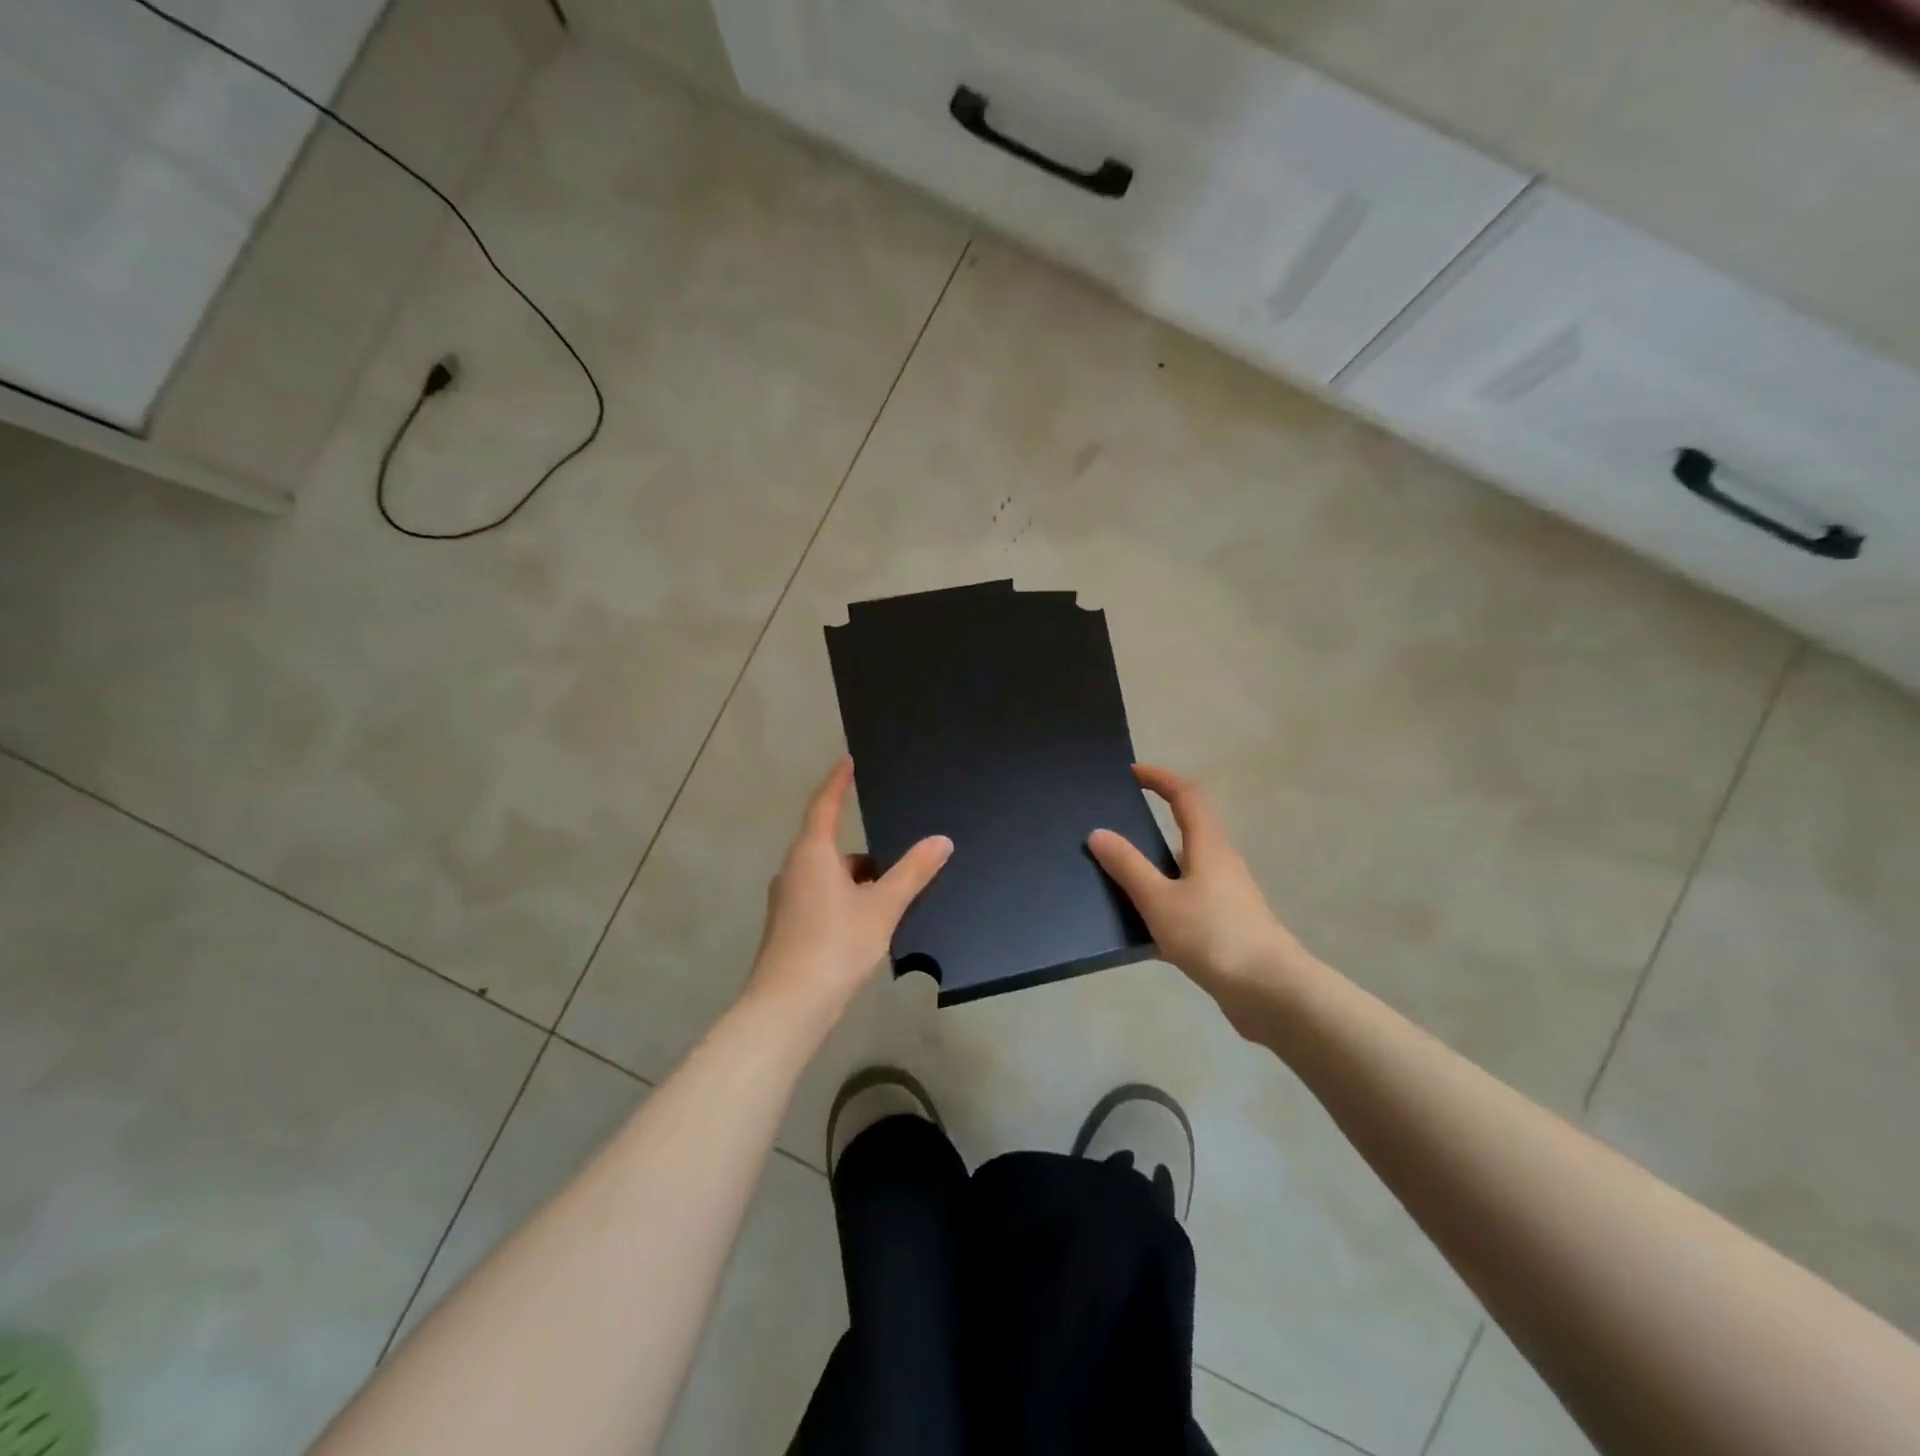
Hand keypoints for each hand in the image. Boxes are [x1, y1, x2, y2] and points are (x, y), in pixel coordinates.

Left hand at [747, 757, 951, 1026]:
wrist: (788, 1007)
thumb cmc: (835, 946)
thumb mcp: (883, 907)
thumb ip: (913, 872)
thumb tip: (941, 840)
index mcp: (812, 854)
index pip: (824, 804)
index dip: (837, 781)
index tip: (847, 762)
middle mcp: (794, 870)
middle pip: (829, 845)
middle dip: (864, 849)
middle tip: (897, 850)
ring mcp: (788, 900)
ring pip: (828, 875)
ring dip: (857, 879)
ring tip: (892, 895)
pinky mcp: (789, 927)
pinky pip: (822, 898)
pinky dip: (846, 899)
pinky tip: (869, 924)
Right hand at [1088, 765, 1314, 1020]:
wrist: (1270, 993)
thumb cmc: (1214, 936)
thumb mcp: (1159, 900)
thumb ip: (1128, 866)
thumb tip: (1098, 832)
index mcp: (1209, 846)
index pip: (1186, 795)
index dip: (1160, 778)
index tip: (1131, 773)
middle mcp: (1221, 864)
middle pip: (1188, 829)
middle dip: (1154, 821)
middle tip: (1115, 825)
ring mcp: (1227, 897)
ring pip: (1185, 871)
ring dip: (1155, 868)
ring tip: (1116, 879)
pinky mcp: (1226, 928)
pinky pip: (1187, 905)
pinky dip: (1162, 906)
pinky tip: (1137, 932)